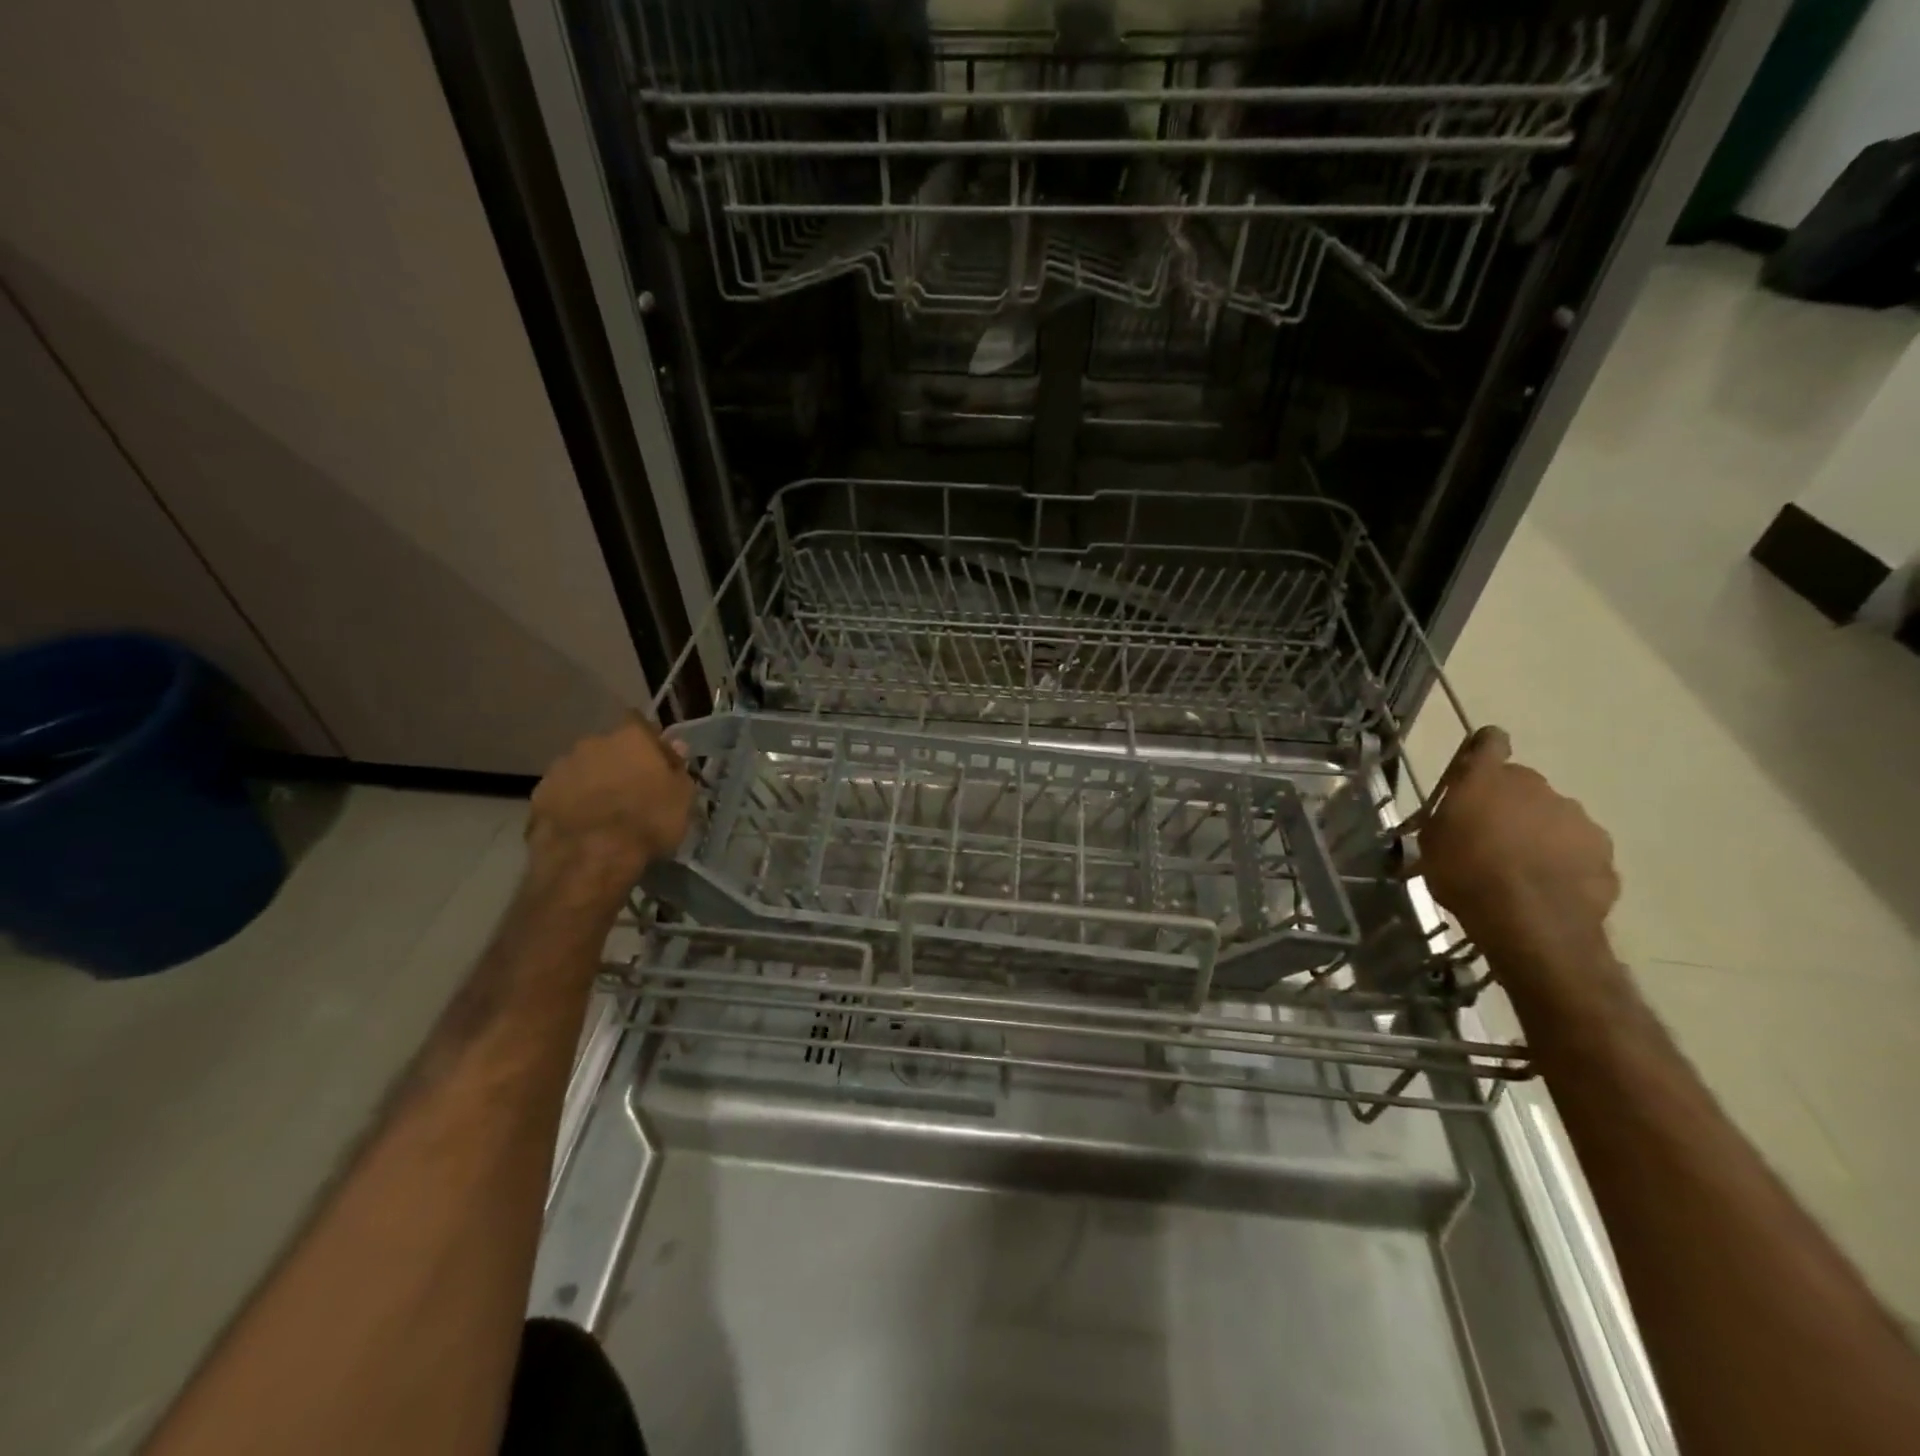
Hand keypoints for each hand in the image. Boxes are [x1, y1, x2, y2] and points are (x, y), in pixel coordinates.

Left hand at [526, 717, 694, 902]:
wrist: (590, 857)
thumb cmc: (648, 822)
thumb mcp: (682, 798)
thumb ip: (677, 769)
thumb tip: (675, 747)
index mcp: (630, 737)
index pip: (639, 723)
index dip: (648, 741)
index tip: (656, 761)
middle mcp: (592, 743)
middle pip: (608, 747)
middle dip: (617, 763)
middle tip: (630, 791)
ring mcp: (560, 768)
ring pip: (582, 769)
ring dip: (592, 783)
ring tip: (603, 813)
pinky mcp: (538, 796)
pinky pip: (562, 795)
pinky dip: (571, 805)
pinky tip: (581, 827)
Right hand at [1411, 726, 1619, 974]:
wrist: (1532, 922)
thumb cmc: (1466, 875)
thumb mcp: (1431, 845)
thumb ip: (1447, 819)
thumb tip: (1456, 816)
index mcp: (1487, 780)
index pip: (1489, 741)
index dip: (1483, 751)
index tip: (1475, 770)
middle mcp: (1536, 787)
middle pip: (1521, 784)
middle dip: (1508, 804)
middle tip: (1490, 838)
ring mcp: (1576, 818)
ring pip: (1552, 816)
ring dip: (1538, 833)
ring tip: (1521, 870)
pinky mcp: (1604, 851)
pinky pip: (1577, 849)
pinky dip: (1564, 862)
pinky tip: (1547, 889)